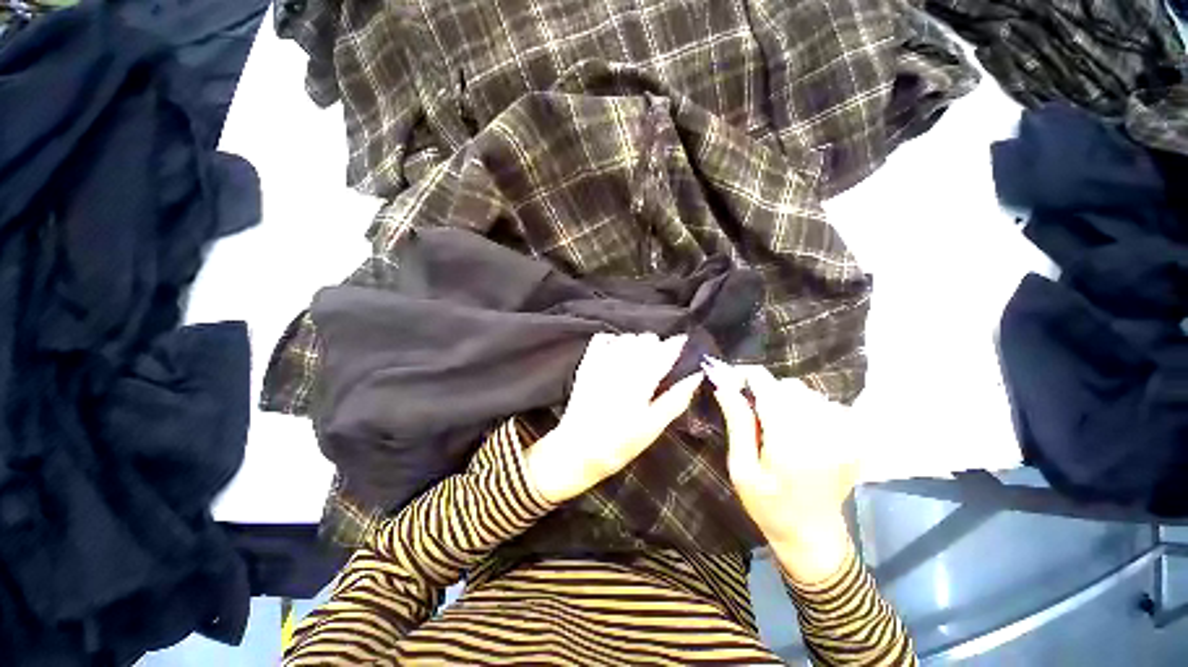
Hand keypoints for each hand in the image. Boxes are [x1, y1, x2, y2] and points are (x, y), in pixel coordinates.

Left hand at [526, 333, 702, 504]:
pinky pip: (601, 340)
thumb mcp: (652, 428)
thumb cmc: (620, 444)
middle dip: (657, 345)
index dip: (676, 344)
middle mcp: (622, 367)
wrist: (577, 451)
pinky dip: (613, 340)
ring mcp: (601, 364)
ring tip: (639, 358)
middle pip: (645, 340)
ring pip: (626, 338)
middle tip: (659, 361)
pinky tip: (617, 351)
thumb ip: (675, 400)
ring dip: (637, 343)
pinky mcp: (586, 365)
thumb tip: (696, 376)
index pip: (663, 352)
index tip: (683, 342)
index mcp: (641, 382)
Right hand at [704, 360, 857, 584]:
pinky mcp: (855, 440)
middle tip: (752, 409)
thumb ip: (737, 423)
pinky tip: (801, 428)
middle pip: (789, 386)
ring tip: (776, 422)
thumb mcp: (742, 469)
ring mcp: (845, 437)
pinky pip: (828, 405)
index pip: (768, 386)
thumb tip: (724, 385)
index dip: (746, 375)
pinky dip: (809, 408)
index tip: (731, 379)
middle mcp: (823, 433)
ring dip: (787, 399)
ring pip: (809, 393)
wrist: (813, 536)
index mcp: (790, 442)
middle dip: (766, 390)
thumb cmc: (768, 506)